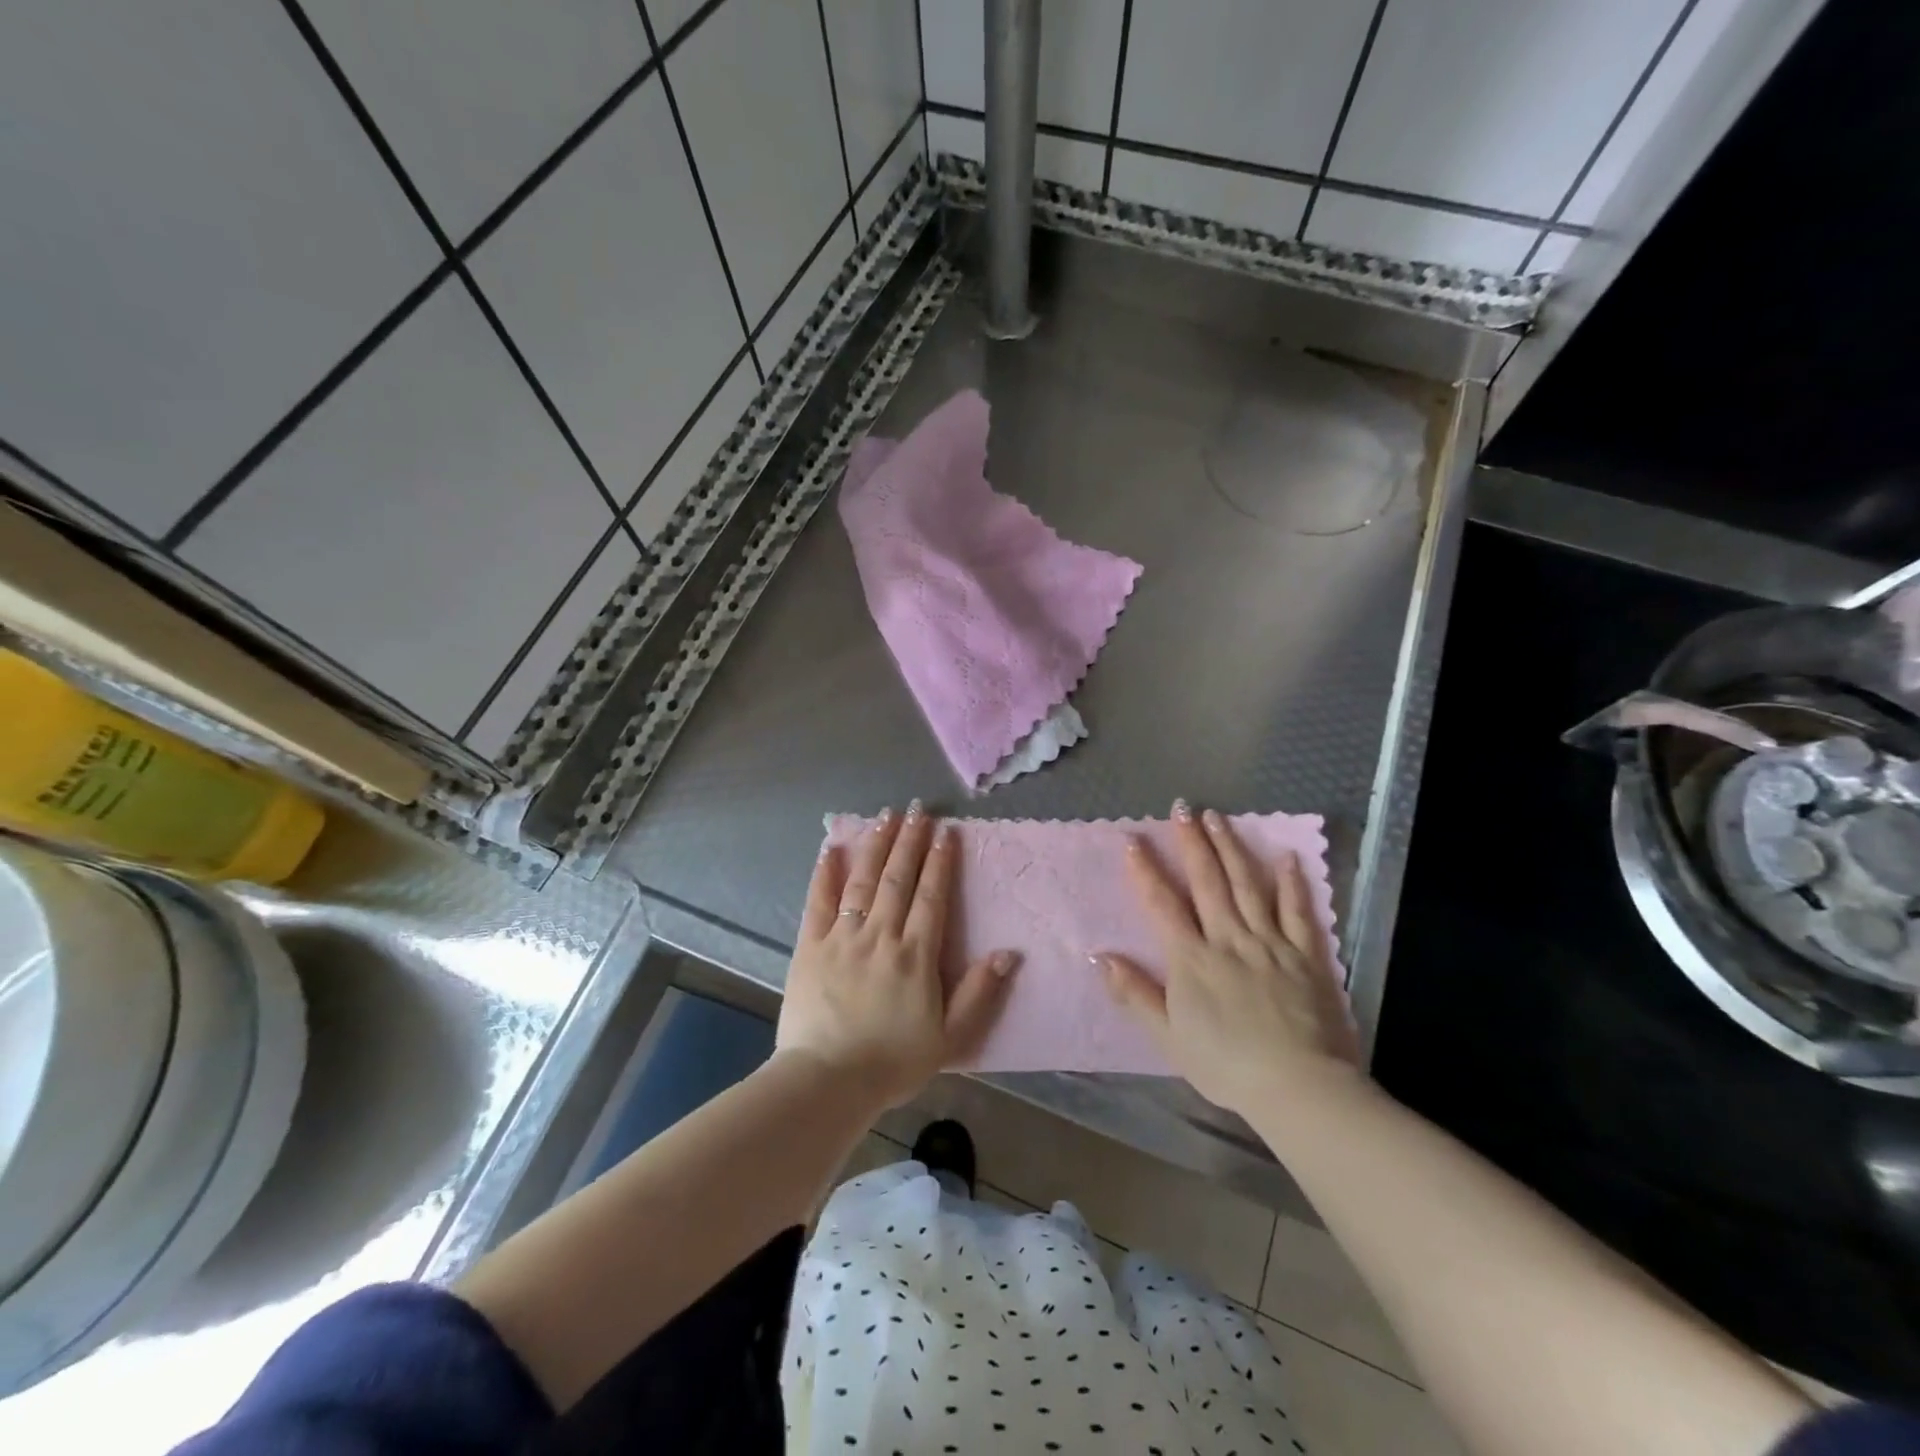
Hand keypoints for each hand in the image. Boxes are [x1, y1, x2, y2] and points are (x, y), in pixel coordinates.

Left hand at [776, 803, 1017, 1110]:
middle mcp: (881, 935)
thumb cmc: (892, 1061)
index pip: (931, 896)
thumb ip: (979, 993)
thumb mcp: (950, 1038)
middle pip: (898, 878)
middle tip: (917, 809)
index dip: (940, 862)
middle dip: (910, 841)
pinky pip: (819, 901)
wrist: (827, 1080)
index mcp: (915, 955)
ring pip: (863, 880)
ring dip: (876, 845)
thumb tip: (1008, 953)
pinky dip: (825, 873)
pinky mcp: (810, 946)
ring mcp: (843, 937)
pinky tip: (833, 848)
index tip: (945, 832)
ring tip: (886, 816)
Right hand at [1098, 800, 1360, 1117]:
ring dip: (1230, 848)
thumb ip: (1136, 994)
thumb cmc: (1226, 1065)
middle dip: (1192, 843)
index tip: (1132, 840)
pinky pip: (1296, 910)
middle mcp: (1228, 939)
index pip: (1162, 905)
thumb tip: (1100, 957)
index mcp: (1192, 959)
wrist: (1297, 1086)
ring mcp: (1269, 942)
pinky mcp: (1305, 954)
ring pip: (1246, 885)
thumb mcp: (1169, 1037)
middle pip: (1207, 882)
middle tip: (1182, 809)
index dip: (1145, 871)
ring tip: (1218, 817)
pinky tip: (1284, 856)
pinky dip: (1290, 882)